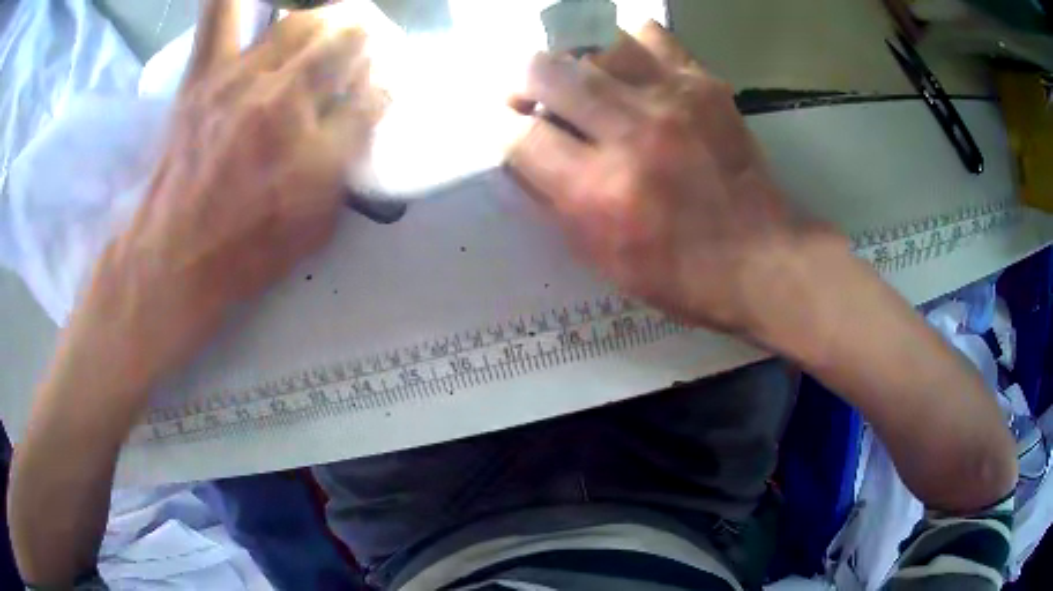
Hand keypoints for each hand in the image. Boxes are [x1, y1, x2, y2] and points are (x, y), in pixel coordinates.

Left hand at [68, 2, 383, 394]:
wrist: (174, 257)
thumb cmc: (247, 251)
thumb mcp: (317, 224)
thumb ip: (347, 162)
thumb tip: (365, 110)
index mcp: (319, 146)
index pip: (376, 90)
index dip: (384, 83)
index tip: (379, 86)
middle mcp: (285, 100)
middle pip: (346, 39)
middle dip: (364, 39)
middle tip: (359, 50)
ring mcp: (240, 79)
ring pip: (301, 22)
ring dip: (325, 21)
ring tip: (321, 33)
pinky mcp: (204, 74)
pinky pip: (220, 14)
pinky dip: (233, 1)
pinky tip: (249, 3)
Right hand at [508, 24, 834, 335]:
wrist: (760, 257)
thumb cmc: (678, 273)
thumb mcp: (601, 257)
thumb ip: (553, 203)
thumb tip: (522, 155)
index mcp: (596, 192)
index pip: (518, 136)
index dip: (503, 131)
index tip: (512, 131)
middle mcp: (628, 135)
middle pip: (544, 71)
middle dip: (523, 82)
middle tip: (531, 95)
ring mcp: (669, 101)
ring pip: (592, 45)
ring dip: (575, 62)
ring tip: (583, 81)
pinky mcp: (702, 85)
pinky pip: (649, 36)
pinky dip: (629, 46)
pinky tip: (630, 67)